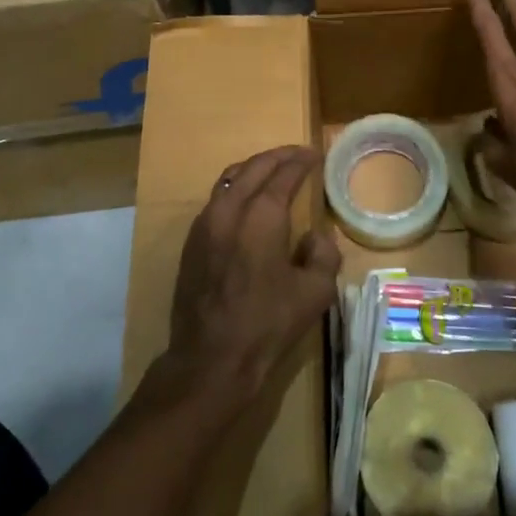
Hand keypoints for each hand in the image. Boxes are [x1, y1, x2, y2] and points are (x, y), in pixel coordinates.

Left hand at [163, 146, 340, 407]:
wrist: (211, 359)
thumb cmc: (268, 325)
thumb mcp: (315, 293)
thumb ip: (323, 255)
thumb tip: (313, 237)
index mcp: (262, 217)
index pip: (284, 175)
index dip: (301, 161)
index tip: (315, 155)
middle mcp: (230, 210)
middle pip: (253, 168)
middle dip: (278, 157)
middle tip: (297, 155)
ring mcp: (205, 225)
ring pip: (230, 180)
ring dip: (253, 169)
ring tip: (272, 171)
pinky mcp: (191, 242)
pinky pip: (216, 200)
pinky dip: (236, 189)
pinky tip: (247, 202)